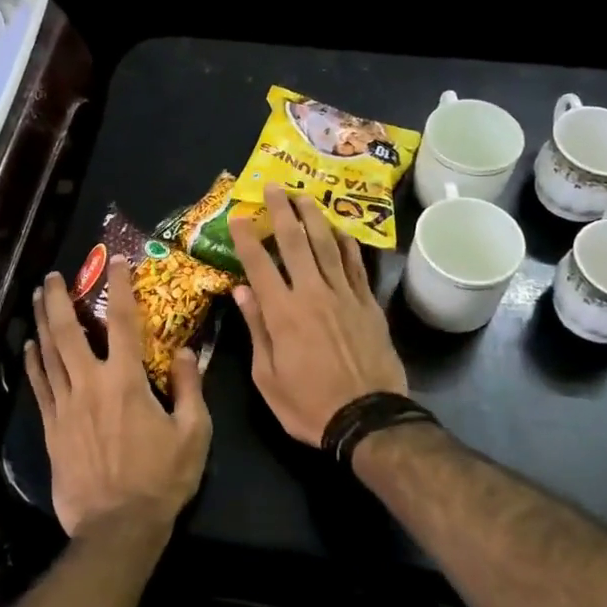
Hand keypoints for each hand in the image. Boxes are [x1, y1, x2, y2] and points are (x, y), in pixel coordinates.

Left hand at [25, 259, 212, 537]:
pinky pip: (39, 386)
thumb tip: (185, 351)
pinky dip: (33, 363)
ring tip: (34, 298)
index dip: (119, 287)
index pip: (122, 322)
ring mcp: (66, 406)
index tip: (115, 261)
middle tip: (52, 276)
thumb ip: (190, 388)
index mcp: (127, 381)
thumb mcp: (194, 433)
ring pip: (49, 354)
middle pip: (69, 331)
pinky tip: (29, 347)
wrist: (118, 528)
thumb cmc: (161, 480)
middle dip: (58, 299)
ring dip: (41, 322)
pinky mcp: (52, 428)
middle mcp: (91, 384)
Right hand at [228, 183, 407, 446]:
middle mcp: (312, 294)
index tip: (238, 216)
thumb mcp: (267, 377)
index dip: (247, 237)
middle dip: (282, 211)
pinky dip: (346, 244)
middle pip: (294, 242)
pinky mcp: (367, 304)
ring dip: (313, 217)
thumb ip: (256, 328)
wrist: (368, 419)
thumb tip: (241, 290)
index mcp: (282, 313)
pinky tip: (339, 230)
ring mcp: (344, 296)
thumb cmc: (309, 405)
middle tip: (273, 187)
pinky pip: (356, 265)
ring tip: (304, 195)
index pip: (259, 264)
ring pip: (327, 245)